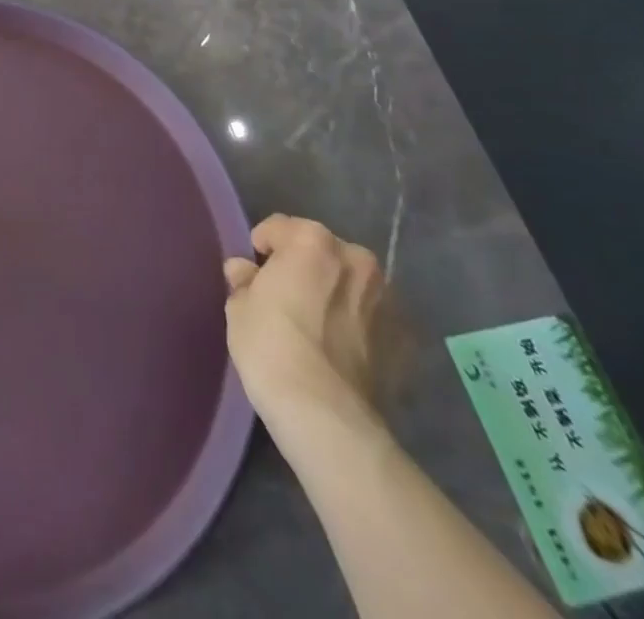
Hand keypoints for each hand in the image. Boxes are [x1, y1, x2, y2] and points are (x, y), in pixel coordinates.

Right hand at [223, 215, 384, 429]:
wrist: (326, 416)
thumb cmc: (271, 346)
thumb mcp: (239, 307)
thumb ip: (243, 280)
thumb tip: (244, 271)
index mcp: (312, 240)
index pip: (279, 227)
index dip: (262, 248)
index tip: (254, 273)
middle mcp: (356, 258)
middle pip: (320, 250)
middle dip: (304, 266)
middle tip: (286, 297)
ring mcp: (386, 299)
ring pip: (350, 283)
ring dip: (334, 292)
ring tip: (317, 325)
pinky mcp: (404, 338)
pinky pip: (371, 318)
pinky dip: (358, 324)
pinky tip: (341, 348)